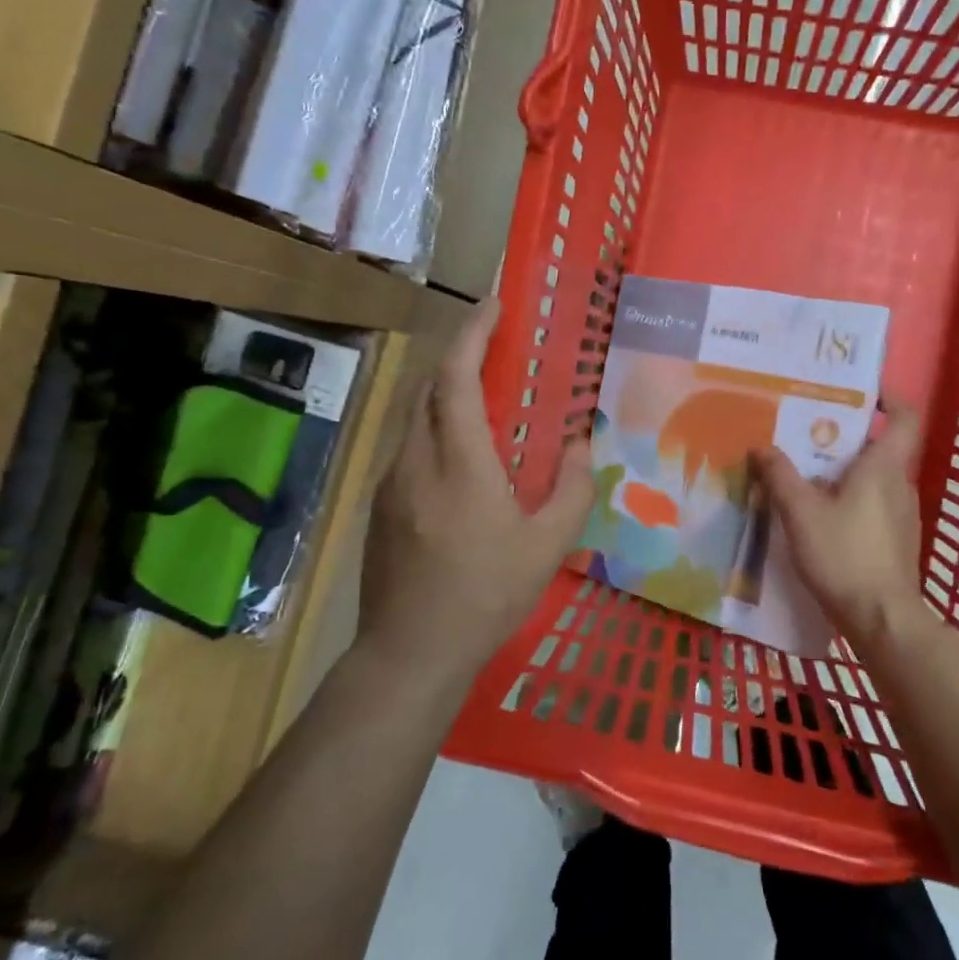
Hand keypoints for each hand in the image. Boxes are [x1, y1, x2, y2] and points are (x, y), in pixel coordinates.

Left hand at [360, 299, 592, 682]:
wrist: (409, 653)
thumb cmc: (484, 596)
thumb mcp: (547, 547)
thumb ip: (571, 488)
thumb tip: (578, 443)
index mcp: (459, 464)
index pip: (456, 378)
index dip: (472, 334)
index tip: (494, 306)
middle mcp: (416, 461)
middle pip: (429, 387)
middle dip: (459, 356)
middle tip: (496, 348)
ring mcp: (391, 482)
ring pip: (416, 417)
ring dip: (447, 395)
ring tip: (485, 401)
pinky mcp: (380, 505)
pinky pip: (410, 448)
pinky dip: (436, 430)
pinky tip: (461, 460)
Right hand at [754, 398, 923, 647]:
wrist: (882, 620)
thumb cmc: (843, 555)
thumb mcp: (800, 512)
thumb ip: (779, 476)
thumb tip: (761, 446)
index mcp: (884, 467)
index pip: (905, 417)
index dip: (889, 397)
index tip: (862, 389)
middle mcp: (899, 484)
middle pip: (880, 447)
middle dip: (846, 436)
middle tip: (807, 433)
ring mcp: (902, 515)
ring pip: (875, 478)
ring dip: (845, 471)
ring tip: (806, 473)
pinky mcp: (897, 541)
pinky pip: (873, 504)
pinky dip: (850, 499)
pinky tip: (820, 515)